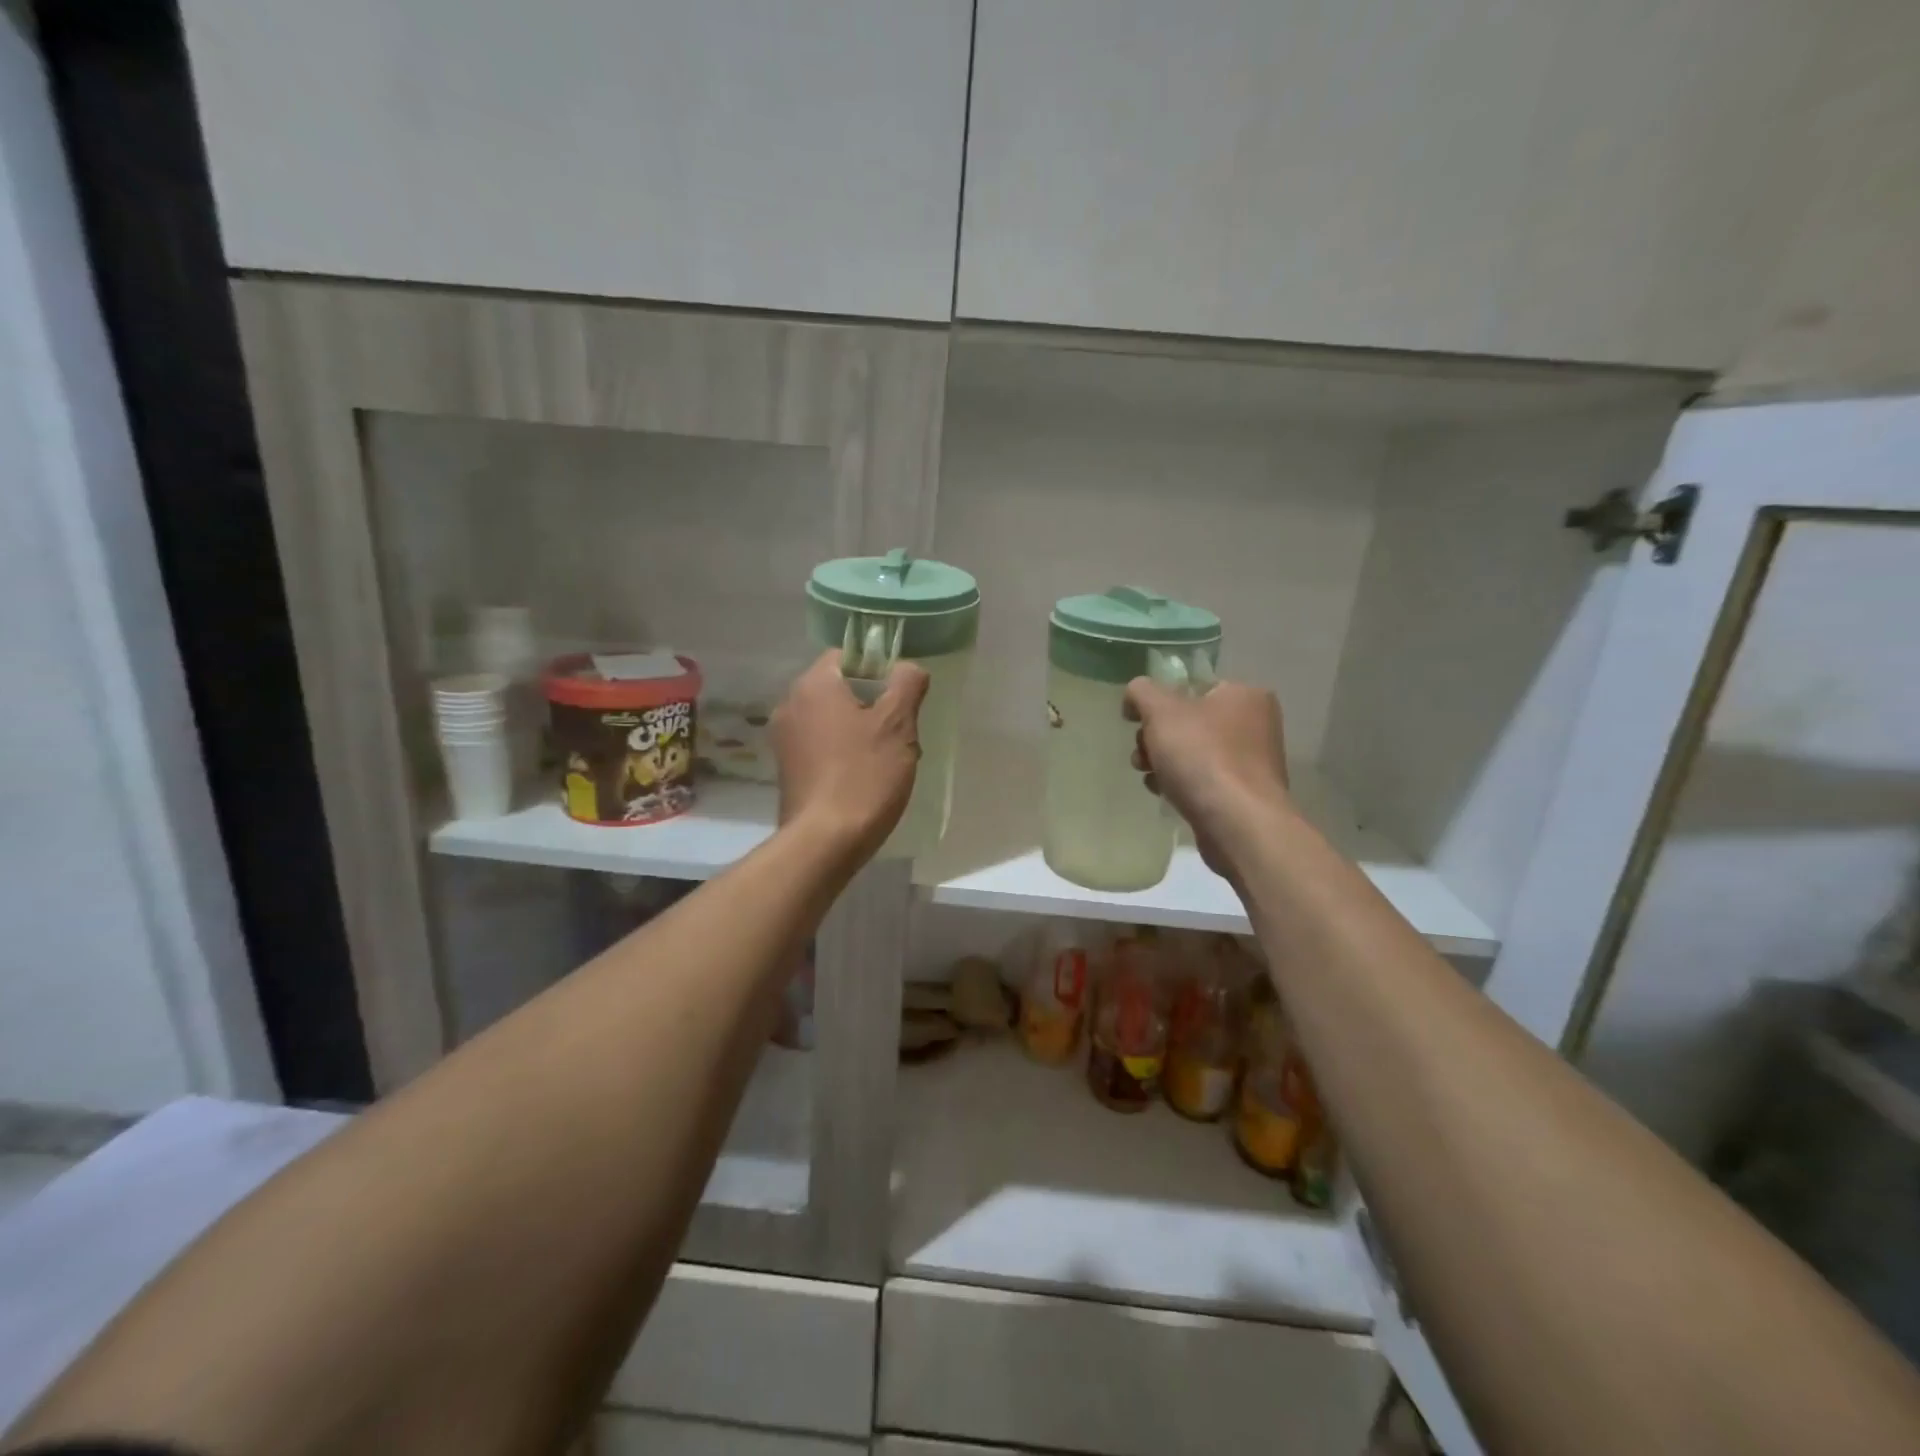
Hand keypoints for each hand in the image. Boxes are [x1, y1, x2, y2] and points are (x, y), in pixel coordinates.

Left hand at [772, 650, 929, 861]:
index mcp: (813, 684)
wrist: (825, 841)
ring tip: (886, 759)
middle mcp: (790, 704)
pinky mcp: (786, 769)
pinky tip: (864, 778)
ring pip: (832, 719)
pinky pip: (820, 746)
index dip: (879, 670)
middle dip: (873, 705)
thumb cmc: (864, 775)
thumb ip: (907, 684)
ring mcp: (784, 739)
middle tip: (901, 732)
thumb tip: (908, 668)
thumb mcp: (898, 724)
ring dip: (860, 731)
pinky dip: (842, 753)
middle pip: (840, 688)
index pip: (847, 656)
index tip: (900, 698)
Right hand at [1124, 677, 1289, 879]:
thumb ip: (1142, 692)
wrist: (1238, 823)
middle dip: (1156, 737)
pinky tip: (1166, 794)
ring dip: (1163, 762)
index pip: (1192, 687)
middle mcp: (1255, 725)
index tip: (1136, 721)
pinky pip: (1203, 780)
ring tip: (1150, 777)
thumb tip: (1136, 693)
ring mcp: (1251, 763)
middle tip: (1142, 754)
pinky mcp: (1243, 795)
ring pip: (1193, 753)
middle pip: (1189, 722)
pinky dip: (1181, 784)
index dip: (1158, 701)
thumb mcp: (1161, 711)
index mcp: (1244, 696)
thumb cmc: (1202, 757)